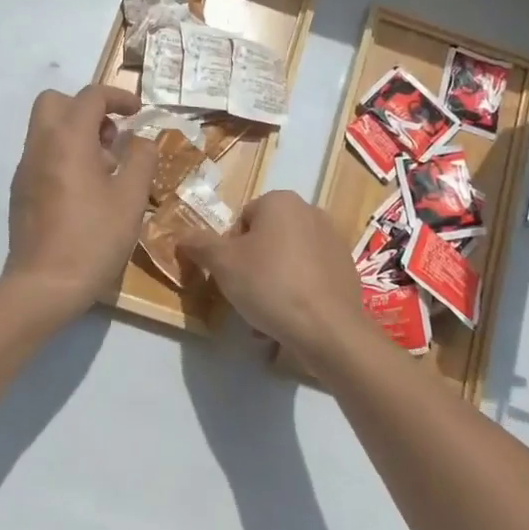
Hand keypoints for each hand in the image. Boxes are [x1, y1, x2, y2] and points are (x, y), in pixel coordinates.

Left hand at [3, 84, 156, 318]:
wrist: (44, 285)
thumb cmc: (93, 238)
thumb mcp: (131, 198)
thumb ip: (141, 159)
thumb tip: (142, 140)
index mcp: (67, 139)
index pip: (90, 96)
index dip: (118, 97)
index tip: (138, 112)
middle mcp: (40, 145)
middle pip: (55, 102)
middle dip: (86, 108)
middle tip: (111, 136)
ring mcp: (25, 168)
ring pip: (46, 128)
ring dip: (76, 133)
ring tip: (105, 168)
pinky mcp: (20, 191)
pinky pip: (42, 155)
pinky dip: (64, 155)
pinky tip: (85, 191)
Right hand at [178, 191, 375, 364]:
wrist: (328, 328)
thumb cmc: (270, 284)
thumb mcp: (223, 264)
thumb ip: (199, 244)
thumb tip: (181, 235)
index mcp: (281, 201)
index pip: (242, 220)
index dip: (229, 249)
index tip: (229, 275)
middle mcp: (310, 212)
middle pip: (266, 239)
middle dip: (252, 267)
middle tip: (244, 296)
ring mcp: (333, 240)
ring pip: (287, 260)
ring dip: (272, 283)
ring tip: (265, 316)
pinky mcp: (347, 268)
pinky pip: (309, 277)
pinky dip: (296, 293)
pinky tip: (289, 319)